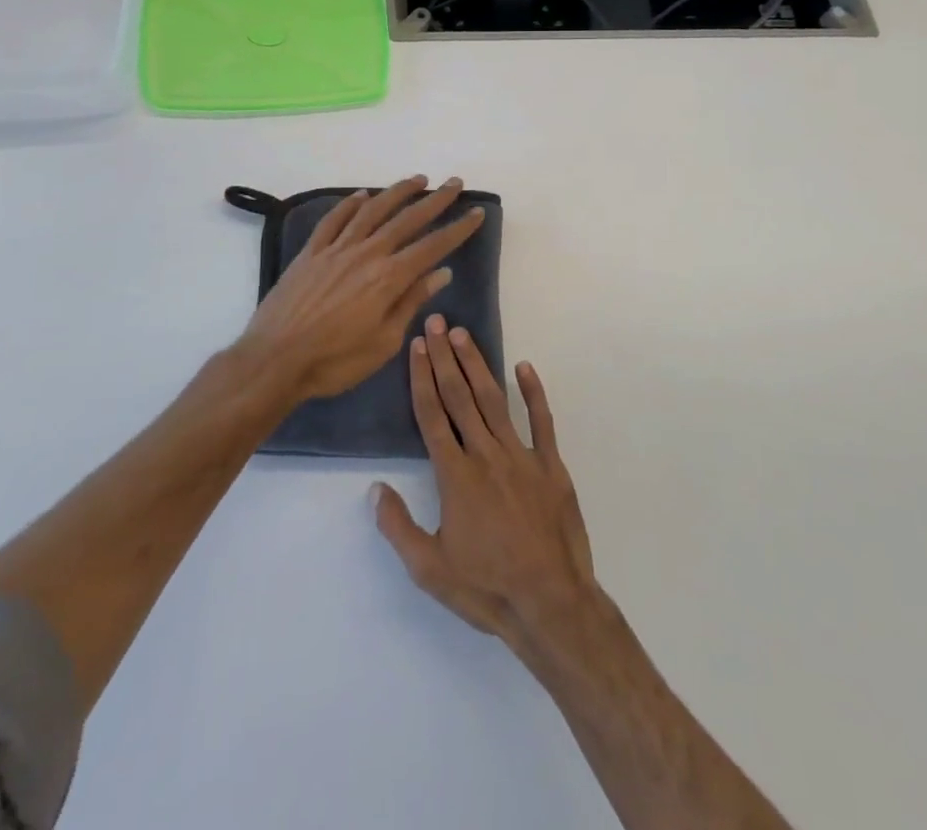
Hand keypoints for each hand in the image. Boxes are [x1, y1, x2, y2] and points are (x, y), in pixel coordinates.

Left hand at [237, 176, 483, 403]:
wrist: (275, 359)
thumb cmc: (335, 361)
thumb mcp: (384, 342)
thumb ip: (411, 302)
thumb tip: (441, 273)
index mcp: (389, 278)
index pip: (432, 246)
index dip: (457, 229)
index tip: (476, 213)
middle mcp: (366, 254)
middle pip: (407, 219)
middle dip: (435, 200)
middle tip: (454, 183)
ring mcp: (336, 249)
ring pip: (372, 211)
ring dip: (397, 192)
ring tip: (417, 180)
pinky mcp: (311, 252)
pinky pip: (334, 220)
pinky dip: (350, 205)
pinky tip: (362, 195)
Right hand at [375, 316, 596, 654]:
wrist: (551, 604)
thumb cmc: (486, 588)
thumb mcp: (429, 569)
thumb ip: (398, 526)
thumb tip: (374, 489)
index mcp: (455, 476)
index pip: (432, 416)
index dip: (422, 378)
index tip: (416, 347)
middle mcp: (485, 455)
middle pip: (460, 397)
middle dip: (445, 357)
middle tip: (436, 323)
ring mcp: (521, 456)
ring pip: (494, 401)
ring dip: (477, 365)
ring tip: (464, 335)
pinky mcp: (551, 465)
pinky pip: (541, 421)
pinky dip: (533, 392)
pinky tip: (525, 367)